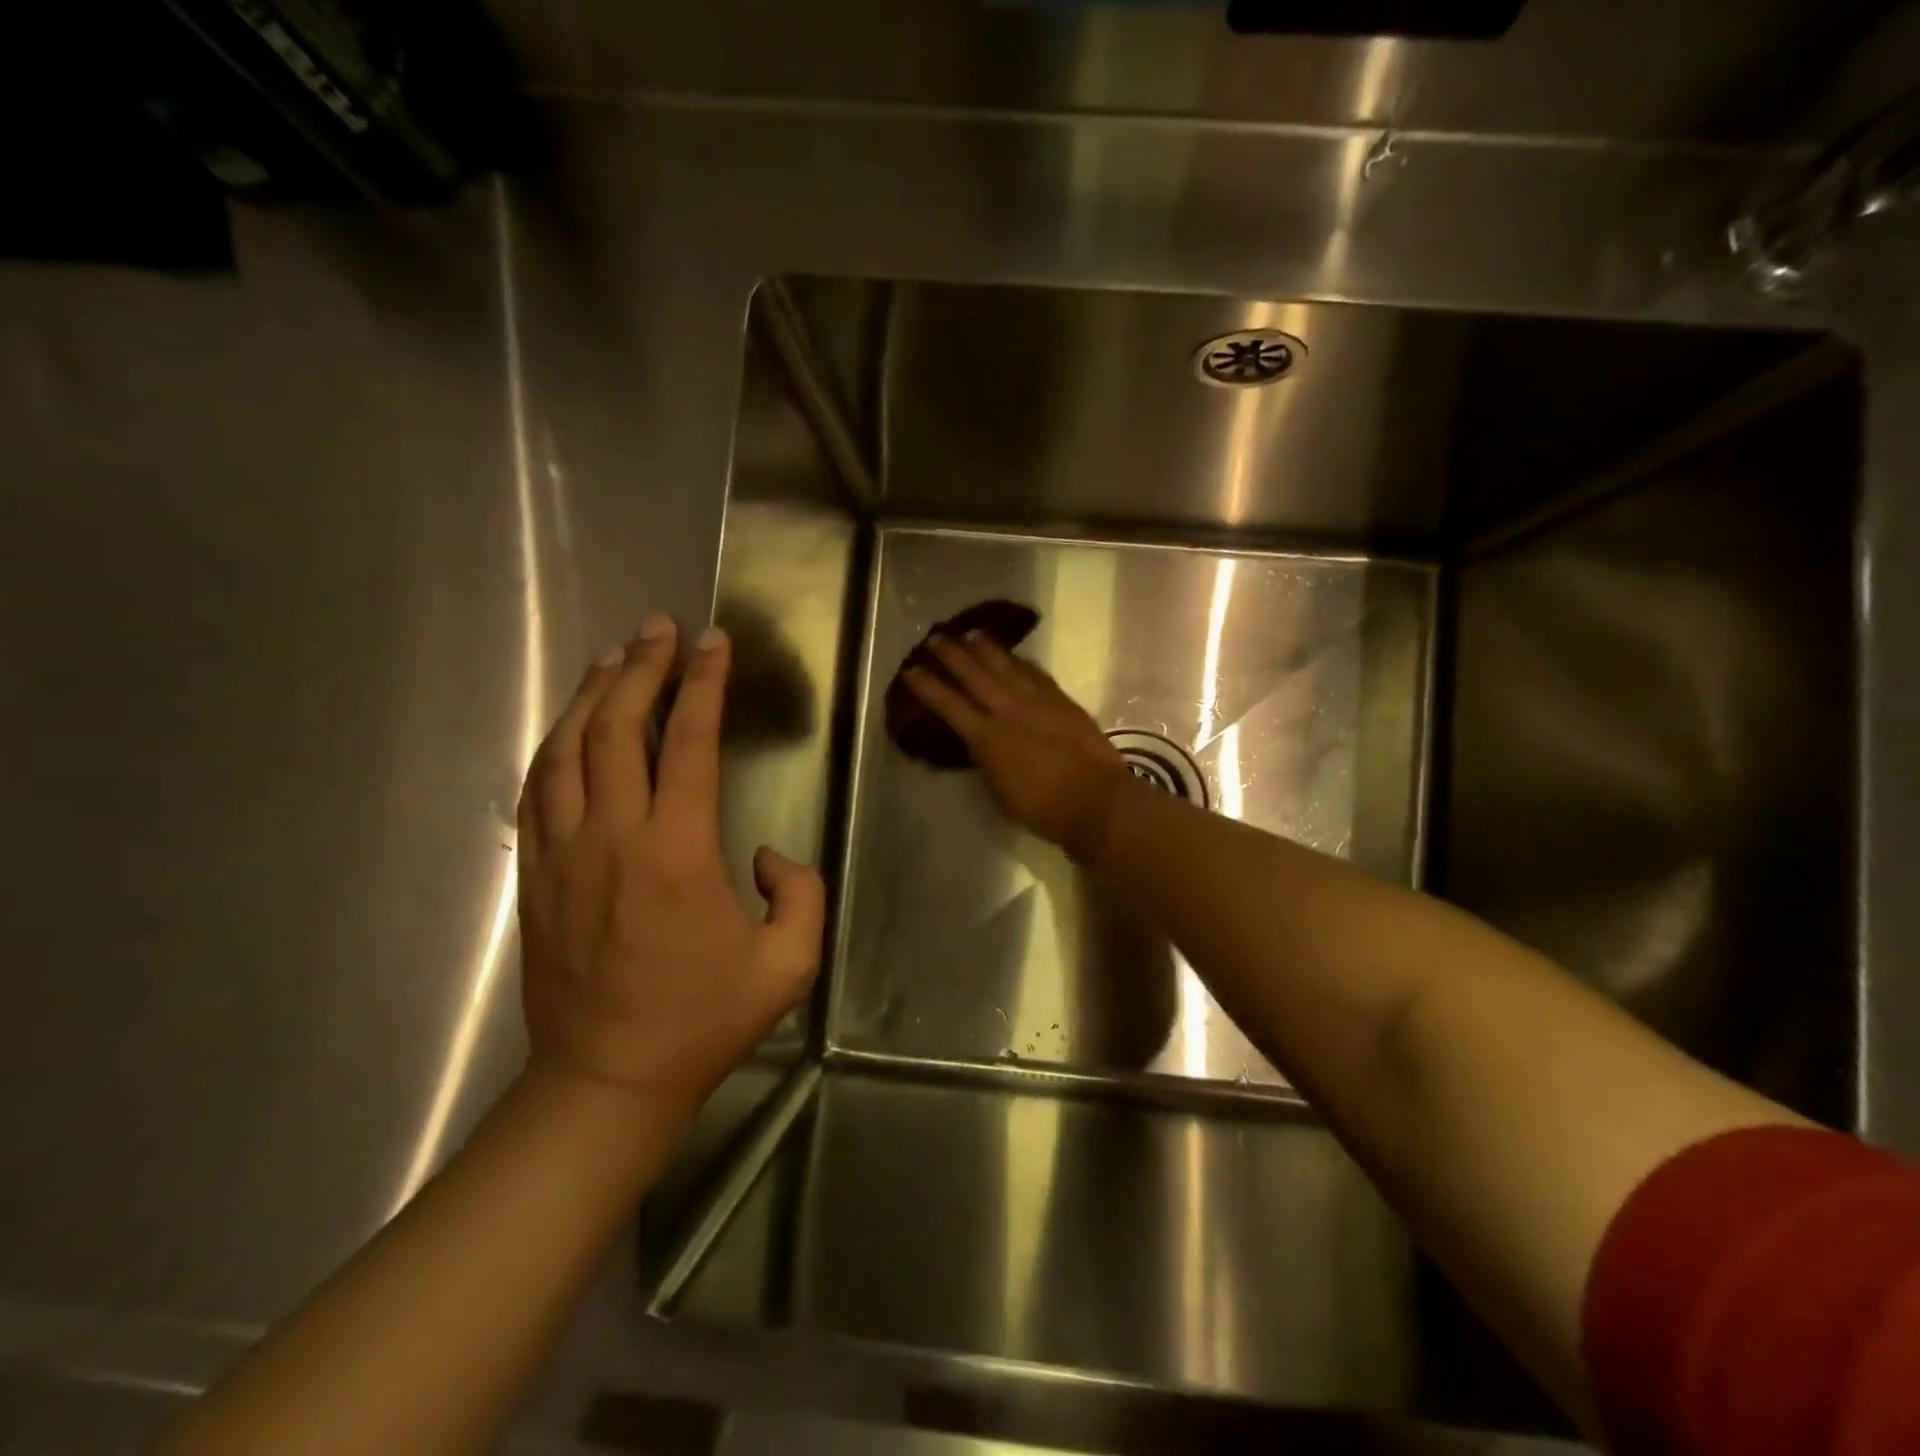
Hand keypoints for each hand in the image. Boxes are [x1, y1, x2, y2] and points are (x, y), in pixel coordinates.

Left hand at [516, 617, 825, 1105]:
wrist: (607, 1081)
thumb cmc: (703, 1021)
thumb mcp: (788, 965)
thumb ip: (801, 894)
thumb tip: (766, 854)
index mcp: (679, 853)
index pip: (689, 743)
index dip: (704, 684)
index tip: (714, 642)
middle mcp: (614, 838)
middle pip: (617, 729)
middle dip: (642, 668)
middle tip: (660, 628)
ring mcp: (563, 854)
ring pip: (566, 750)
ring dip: (591, 695)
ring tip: (615, 656)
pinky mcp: (536, 876)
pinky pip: (538, 790)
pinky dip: (555, 744)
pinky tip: (571, 724)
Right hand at [904, 632, 1127, 861]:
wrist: (1096, 800)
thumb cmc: (1043, 809)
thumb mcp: (1000, 790)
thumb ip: (986, 760)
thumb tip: (977, 742)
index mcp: (986, 739)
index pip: (949, 705)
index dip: (928, 686)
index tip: (911, 670)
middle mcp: (1008, 711)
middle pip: (974, 675)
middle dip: (952, 655)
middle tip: (935, 638)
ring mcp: (1037, 701)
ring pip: (1006, 666)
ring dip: (986, 648)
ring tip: (971, 633)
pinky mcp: (1061, 700)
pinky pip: (1035, 673)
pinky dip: (1020, 662)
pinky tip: (1014, 656)